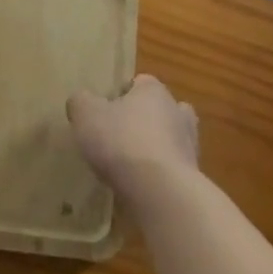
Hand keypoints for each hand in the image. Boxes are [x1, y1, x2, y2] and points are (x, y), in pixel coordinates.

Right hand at [67, 74, 198, 195]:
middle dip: (143, 120)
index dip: (122, 94)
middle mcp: (177, 112)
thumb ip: (80, 102)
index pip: (140, 83)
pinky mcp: (192, 177)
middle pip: (160, 110)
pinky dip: (158, 175)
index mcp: (154, 91)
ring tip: (128, 165)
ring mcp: (189, 146)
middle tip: (118, 136)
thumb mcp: (86, 115)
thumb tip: (81, 101)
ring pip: (170, 140)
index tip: (105, 111)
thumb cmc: (122, 141)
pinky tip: (138, 186)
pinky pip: (171, 169)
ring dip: (153, 149)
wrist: (160, 191)